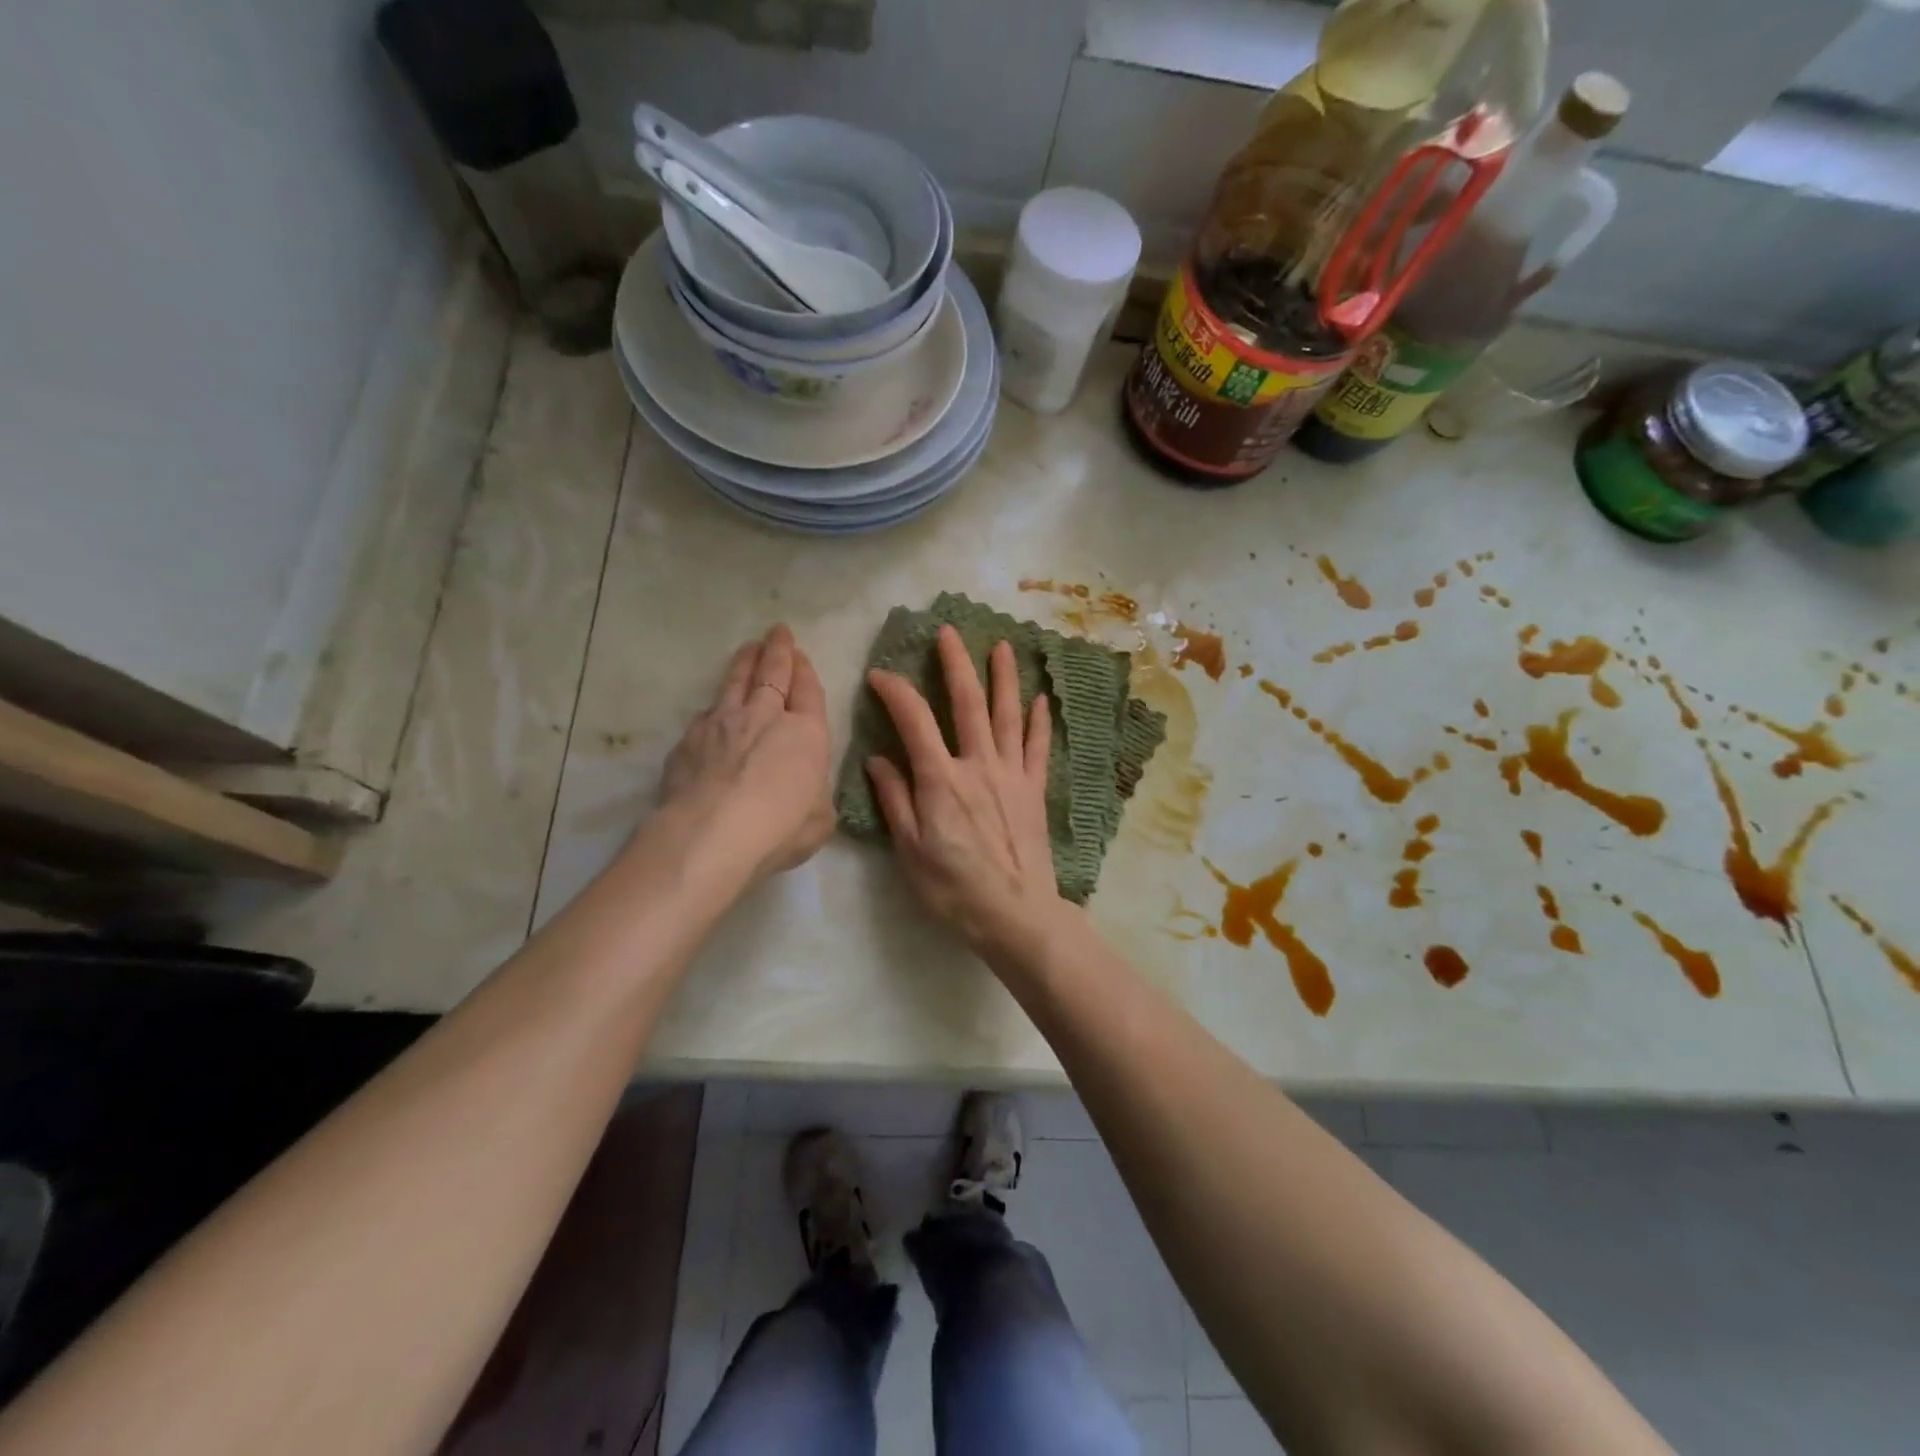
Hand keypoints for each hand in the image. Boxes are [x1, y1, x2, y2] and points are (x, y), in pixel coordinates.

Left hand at [659, 624, 833, 879]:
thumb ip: (816, 797)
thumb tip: (807, 792)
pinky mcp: (689, 739)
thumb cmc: (779, 828)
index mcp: (805, 733)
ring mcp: (722, 723)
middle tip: (777, 632)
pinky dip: (715, 707)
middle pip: (772, 673)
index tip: (800, 655)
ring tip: (748, 648)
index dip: (805, 671)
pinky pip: (706, 713)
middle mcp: (765, 717)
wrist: (711, 833)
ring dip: (744, 662)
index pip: (808, 691)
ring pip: (735, 682)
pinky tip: (713, 710)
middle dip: (777, 650)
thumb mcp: (820, 819)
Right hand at [865, 625, 1064, 956]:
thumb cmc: (954, 888)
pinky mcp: (1034, 789)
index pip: (914, 720)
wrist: (1015, 914)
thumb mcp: (910, 850)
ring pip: (1007, 715)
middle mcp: (978, 765)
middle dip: (956, 664)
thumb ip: (894, 799)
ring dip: (1003, 678)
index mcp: (941, 779)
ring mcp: (1012, 774)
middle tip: (949, 632)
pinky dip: (1038, 721)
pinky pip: (1038, 747)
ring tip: (1002, 646)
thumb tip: (876, 759)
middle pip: (967, 703)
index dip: (895, 691)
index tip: (880, 674)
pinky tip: (1041, 698)